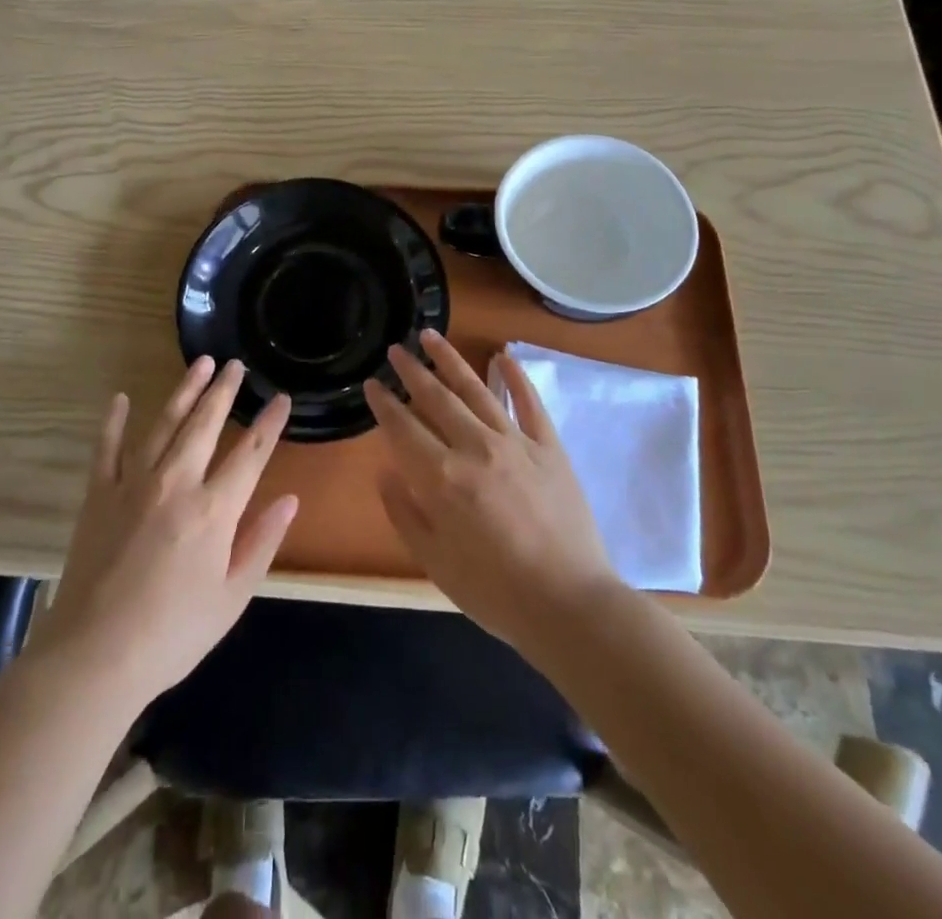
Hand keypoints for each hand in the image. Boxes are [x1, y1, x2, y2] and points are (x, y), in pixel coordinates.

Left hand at [26, 358, 297, 708]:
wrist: (93, 657)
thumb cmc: (172, 634)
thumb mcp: (232, 597)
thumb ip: (262, 542)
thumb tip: (290, 499)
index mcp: (213, 510)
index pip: (250, 455)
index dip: (269, 424)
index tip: (282, 398)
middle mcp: (176, 483)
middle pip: (205, 425)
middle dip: (224, 391)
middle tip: (236, 365)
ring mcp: (133, 484)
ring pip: (164, 423)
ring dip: (184, 391)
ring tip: (200, 364)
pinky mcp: (98, 494)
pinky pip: (107, 448)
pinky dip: (115, 421)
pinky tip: (122, 398)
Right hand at [364, 330, 618, 650]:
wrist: (570, 605)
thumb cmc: (495, 592)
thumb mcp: (435, 563)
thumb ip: (405, 514)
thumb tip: (386, 473)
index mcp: (442, 478)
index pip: (403, 428)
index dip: (384, 403)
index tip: (372, 383)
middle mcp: (475, 448)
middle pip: (436, 398)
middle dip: (412, 371)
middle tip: (396, 349)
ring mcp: (516, 442)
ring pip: (476, 389)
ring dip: (451, 360)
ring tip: (431, 336)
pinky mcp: (549, 447)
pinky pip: (529, 403)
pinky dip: (515, 377)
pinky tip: (503, 355)